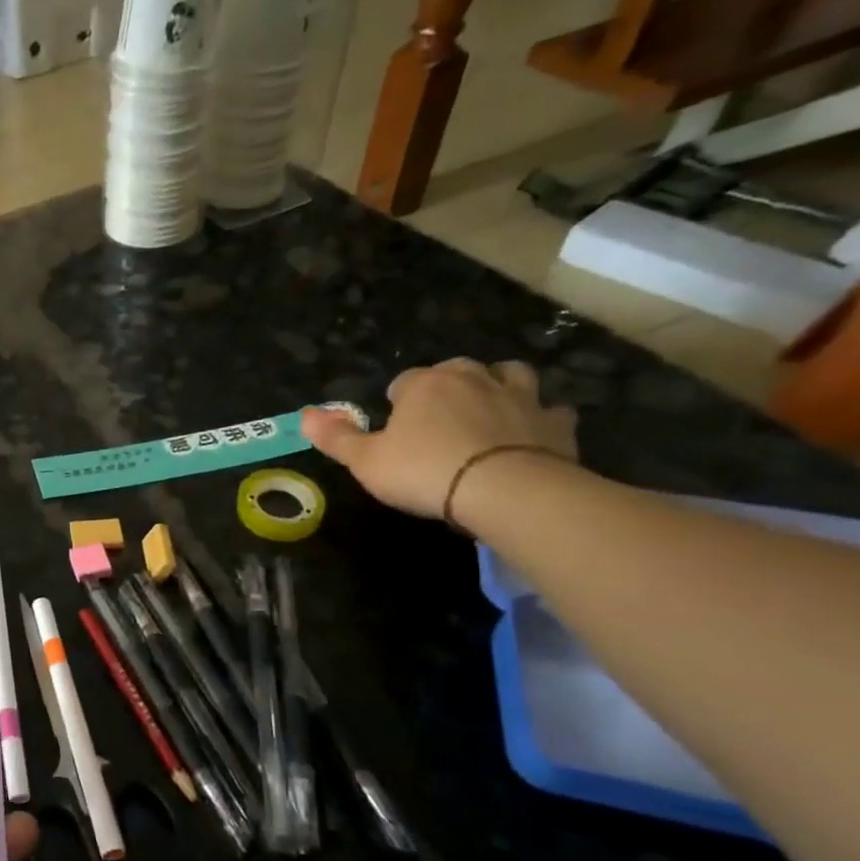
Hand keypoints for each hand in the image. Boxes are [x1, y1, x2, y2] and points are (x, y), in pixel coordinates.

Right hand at [303, 358, 576, 519]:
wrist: (505, 490)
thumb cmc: (424, 471)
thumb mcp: (366, 461)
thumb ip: (336, 438)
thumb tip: (303, 415)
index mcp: (425, 384)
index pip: (404, 382)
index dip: (397, 404)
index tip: (396, 432)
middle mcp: (474, 378)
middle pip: (458, 371)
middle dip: (449, 387)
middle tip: (440, 421)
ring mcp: (521, 396)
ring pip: (512, 376)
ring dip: (501, 388)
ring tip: (489, 413)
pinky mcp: (556, 423)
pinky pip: (552, 411)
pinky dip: (541, 419)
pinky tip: (532, 435)